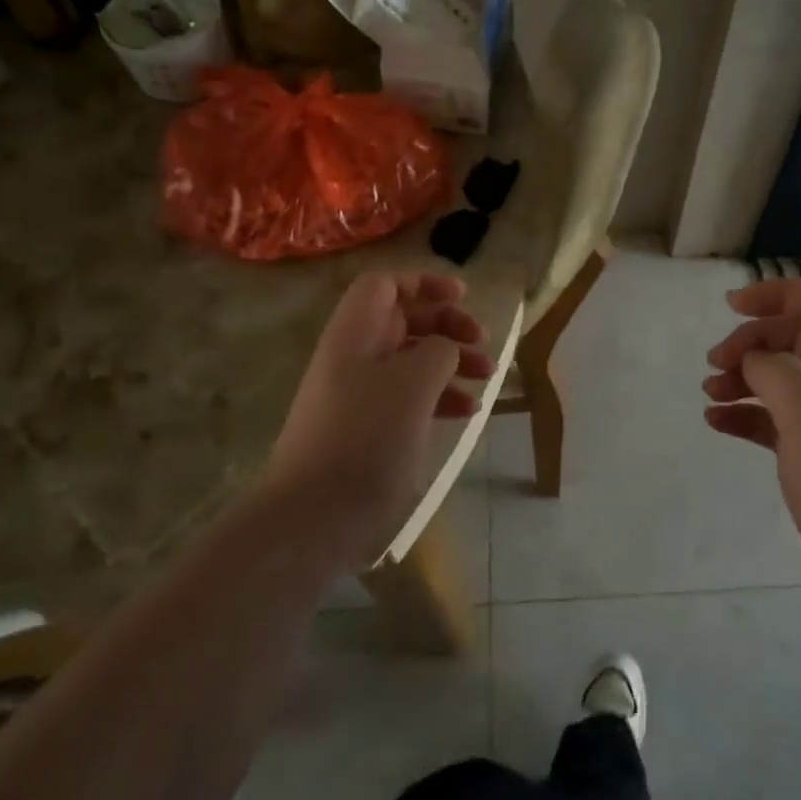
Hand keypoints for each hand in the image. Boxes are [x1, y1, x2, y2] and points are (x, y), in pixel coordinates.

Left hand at [261, 271, 494, 570]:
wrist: (313, 517)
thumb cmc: (366, 439)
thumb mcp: (414, 384)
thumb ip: (438, 351)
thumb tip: (445, 348)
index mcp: (355, 333)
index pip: (385, 285)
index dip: (424, 283)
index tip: (463, 296)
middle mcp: (354, 356)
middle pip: (403, 320)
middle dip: (446, 324)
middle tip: (482, 341)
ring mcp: (359, 394)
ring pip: (410, 359)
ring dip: (451, 361)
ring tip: (487, 377)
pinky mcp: (367, 429)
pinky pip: (409, 397)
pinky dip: (439, 396)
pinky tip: (467, 413)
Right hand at [703, 279, 800, 609]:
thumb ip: (776, 369)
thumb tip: (756, 360)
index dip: (777, 294)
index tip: (731, 306)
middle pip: (797, 340)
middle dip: (752, 343)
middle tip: (714, 364)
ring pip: (785, 382)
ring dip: (745, 380)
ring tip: (709, 394)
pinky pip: (779, 423)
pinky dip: (748, 417)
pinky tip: (717, 424)